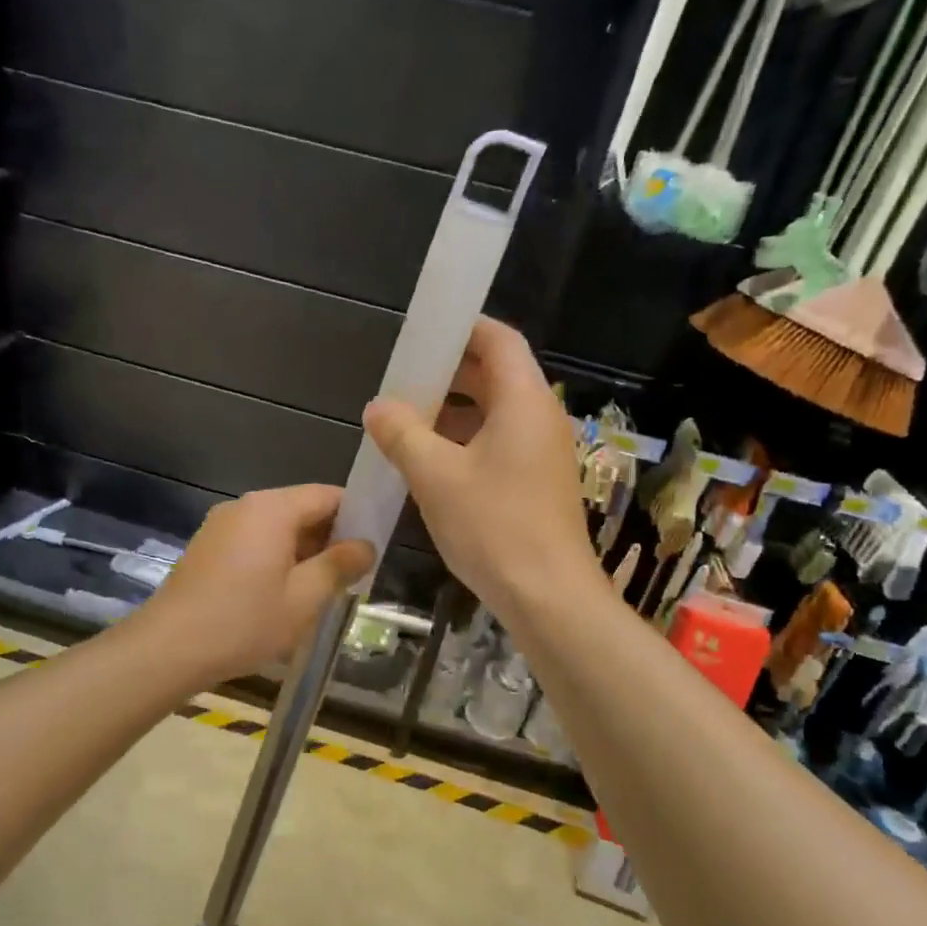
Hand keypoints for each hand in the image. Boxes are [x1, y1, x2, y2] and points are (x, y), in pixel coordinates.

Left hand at [138, 484, 374, 685]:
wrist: (169, 648)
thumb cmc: (244, 622)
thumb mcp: (304, 598)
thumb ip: (340, 566)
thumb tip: (366, 546)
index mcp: (272, 509)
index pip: (328, 495)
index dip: (356, 516)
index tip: (372, 546)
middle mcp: (245, 506)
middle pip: (301, 509)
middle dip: (329, 537)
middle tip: (352, 575)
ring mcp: (221, 525)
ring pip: (276, 528)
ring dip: (302, 551)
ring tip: (320, 590)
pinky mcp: (207, 547)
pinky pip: (253, 541)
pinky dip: (274, 558)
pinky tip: (280, 595)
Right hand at [363, 317, 600, 622]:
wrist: (547, 596)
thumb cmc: (493, 526)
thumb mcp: (435, 476)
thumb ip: (402, 434)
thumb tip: (378, 406)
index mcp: (524, 401)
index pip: (498, 340)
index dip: (462, 328)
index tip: (422, 334)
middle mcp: (540, 418)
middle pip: (496, 375)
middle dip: (449, 373)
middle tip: (403, 381)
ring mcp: (542, 453)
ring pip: (494, 413)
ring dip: (453, 412)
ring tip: (407, 421)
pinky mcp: (537, 483)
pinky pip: (498, 444)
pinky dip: (465, 441)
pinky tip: (429, 462)